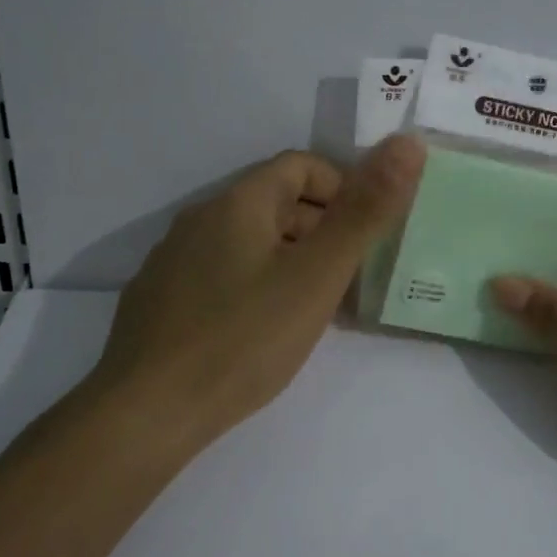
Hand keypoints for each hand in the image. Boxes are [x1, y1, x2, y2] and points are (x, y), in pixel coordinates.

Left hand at [86, 136, 424, 448]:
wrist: (148, 413)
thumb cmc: (244, 338)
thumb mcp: (317, 276)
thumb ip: (365, 212)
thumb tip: (408, 143)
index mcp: (238, 203)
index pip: (301, 165)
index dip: (343, 189)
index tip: (366, 235)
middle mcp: (200, 219)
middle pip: (276, 203)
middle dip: (323, 231)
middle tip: (351, 280)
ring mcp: (173, 261)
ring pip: (249, 243)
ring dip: (292, 262)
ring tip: (316, 310)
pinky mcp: (160, 301)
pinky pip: (222, 275)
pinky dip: (256, 287)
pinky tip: (265, 332)